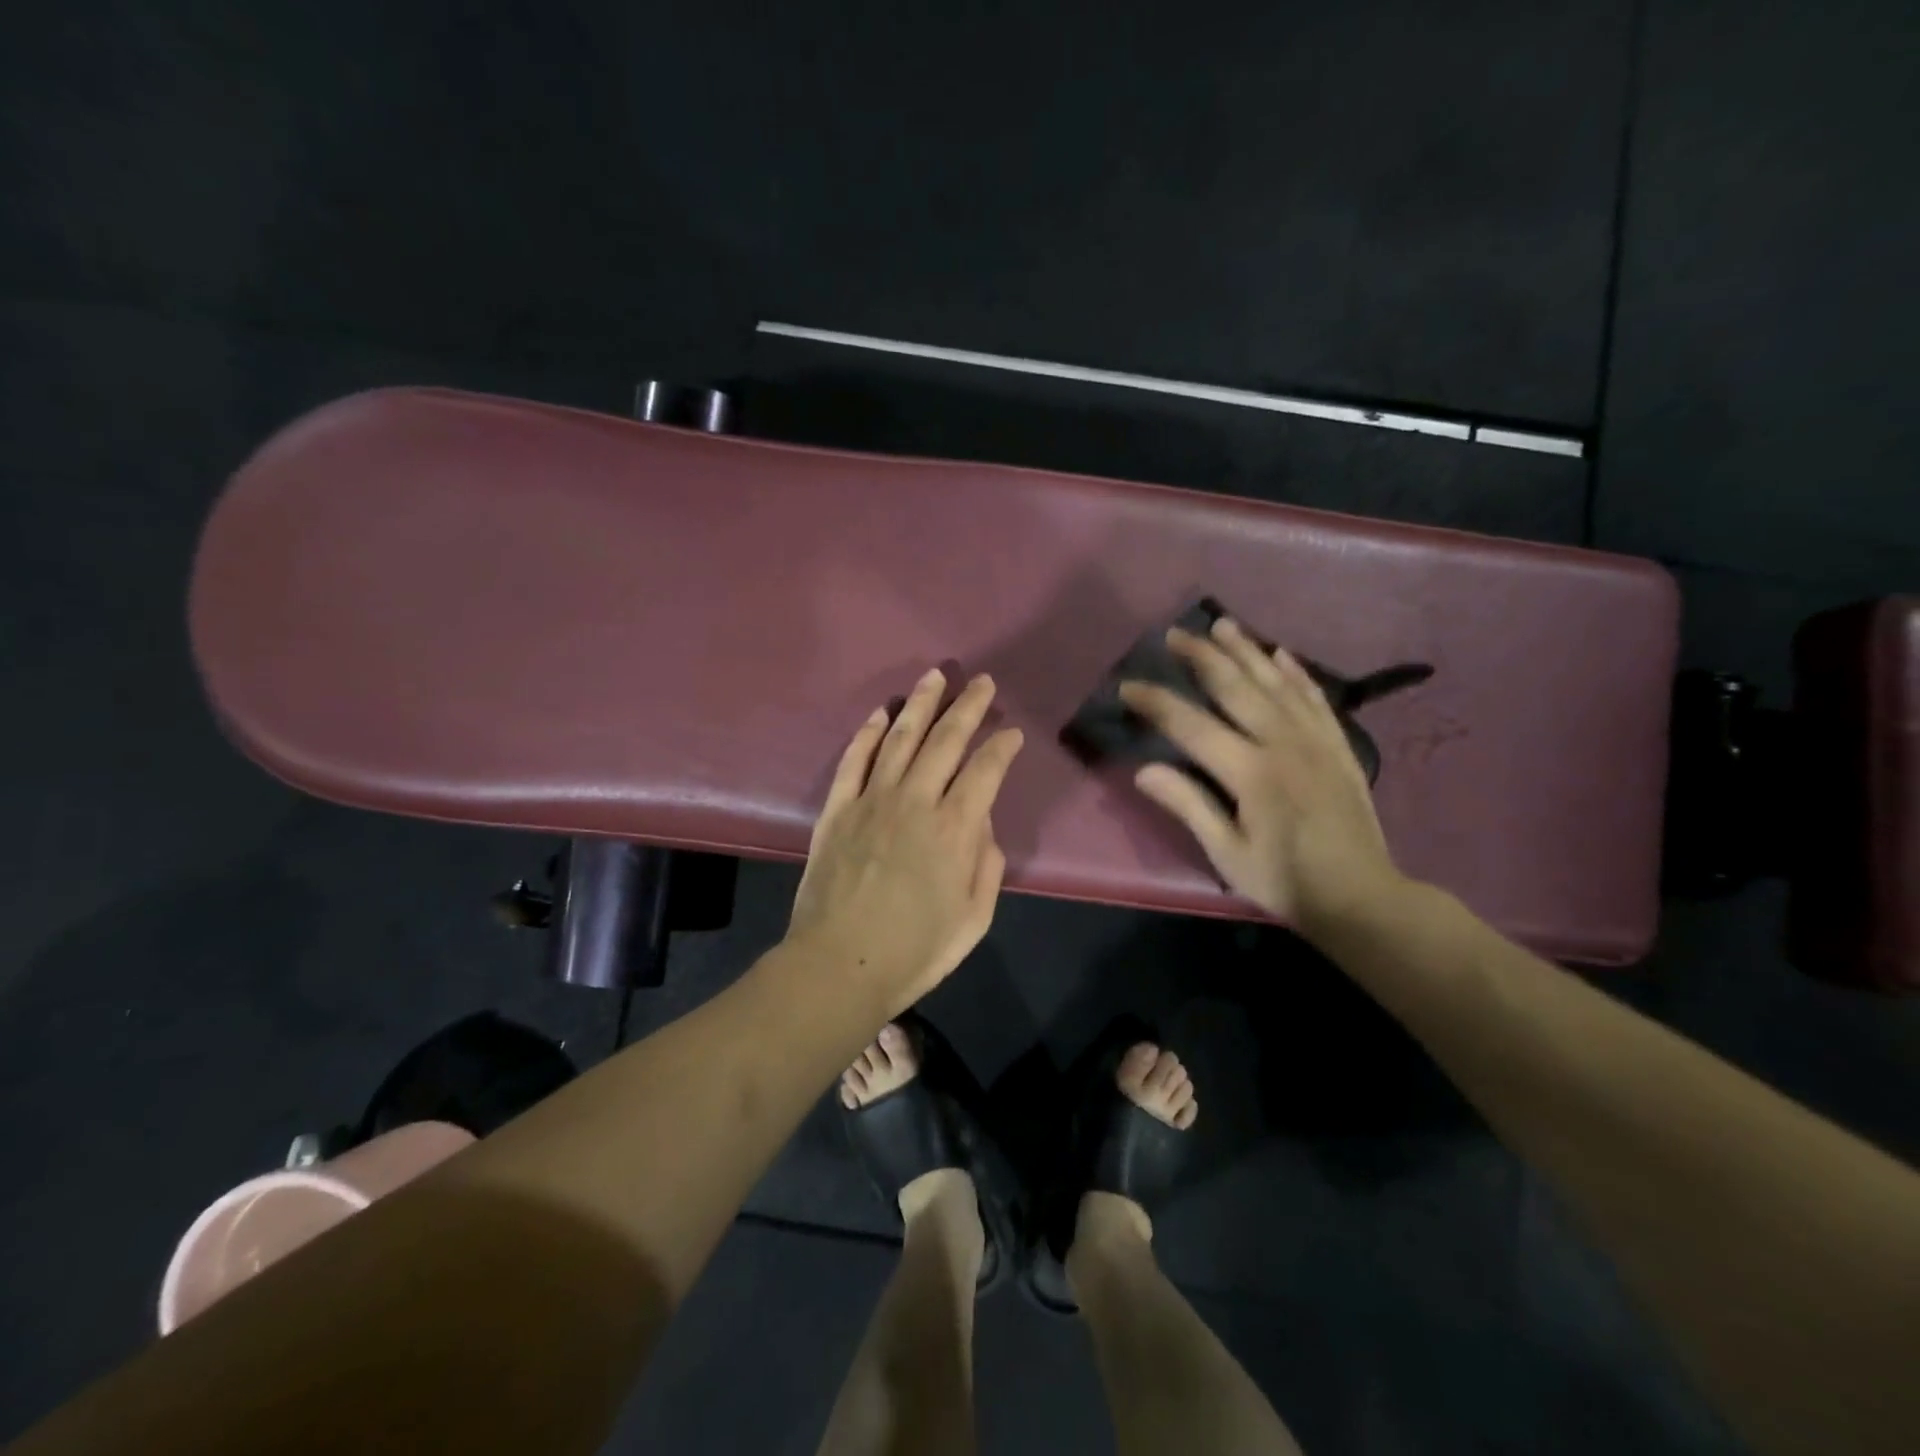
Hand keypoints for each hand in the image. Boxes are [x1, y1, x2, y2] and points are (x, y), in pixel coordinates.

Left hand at [788, 668, 1024, 1011]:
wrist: (838, 966)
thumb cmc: (914, 951)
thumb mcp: (974, 919)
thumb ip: (986, 864)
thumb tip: (981, 824)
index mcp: (954, 828)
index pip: (986, 769)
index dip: (1002, 745)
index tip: (1011, 733)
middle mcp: (915, 800)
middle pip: (946, 739)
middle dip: (968, 707)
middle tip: (982, 683)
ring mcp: (871, 799)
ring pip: (901, 737)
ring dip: (922, 704)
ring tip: (937, 676)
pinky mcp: (837, 808)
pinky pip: (854, 759)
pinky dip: (869, 732)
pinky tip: (883, 713)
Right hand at [1120, 616, 1404, 935]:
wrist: (1362, 896)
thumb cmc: (1286, 881)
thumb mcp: (1228, 854)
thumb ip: (1188, 806)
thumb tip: (1144, 770)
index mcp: (1251, 772)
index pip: (1191, 725)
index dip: (1156, 703)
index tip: (1127, 686)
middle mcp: (1283, 743)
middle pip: (1235, 687)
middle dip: (1201, 657)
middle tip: (1174, 634)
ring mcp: (1315, 739)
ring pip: (1275, 682)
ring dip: (1246, 650)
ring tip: (1222, 625)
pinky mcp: (1338, 744)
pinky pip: (1314, 697)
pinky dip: (1296, 672)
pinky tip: (1280, 654)